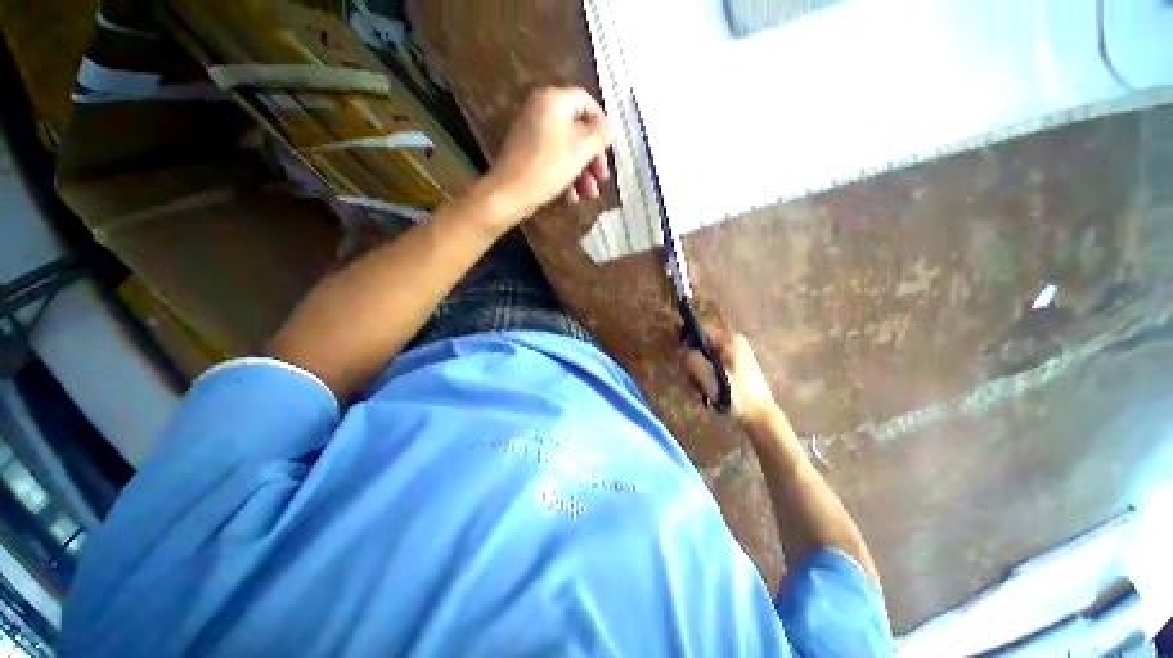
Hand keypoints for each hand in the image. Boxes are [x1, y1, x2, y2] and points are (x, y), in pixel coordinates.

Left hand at [482, 87, 611, 221]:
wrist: (510, 193)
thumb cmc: (548, 167)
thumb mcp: (580, 150)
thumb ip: (599, 135)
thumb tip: (610, 126)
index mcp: (553, 101)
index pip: (586, 102)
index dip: (601, 123)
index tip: (609, 146)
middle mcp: (541, 111)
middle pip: (577, 129)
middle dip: (593, 157)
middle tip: (602, 177)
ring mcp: (532, 134)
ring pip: (567, 149)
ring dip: (582, 172)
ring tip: (589, 195)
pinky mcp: (528, 154)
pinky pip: (553, 159)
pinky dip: (566, 176)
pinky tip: (572, 197)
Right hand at [680, 325, 778, 426]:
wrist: (761, 418)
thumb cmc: (736, 396)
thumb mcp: (710, 377)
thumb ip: (692, 360)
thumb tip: (680, 349)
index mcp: (730, 340)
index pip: (699, 332)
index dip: (686, 344)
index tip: (682, 362)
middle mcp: (732, 343)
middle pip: (700, 348)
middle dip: (693, 367)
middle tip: (693, 385)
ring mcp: (734, 356)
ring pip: (704, 361)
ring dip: (698, 377)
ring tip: (701, 394)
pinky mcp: (734, 369)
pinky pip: (712, 369)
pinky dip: (707, 381)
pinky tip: (707, 395)